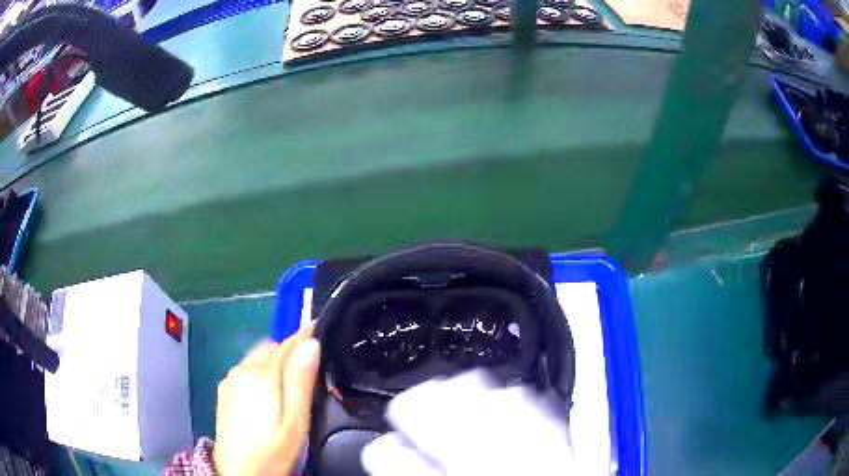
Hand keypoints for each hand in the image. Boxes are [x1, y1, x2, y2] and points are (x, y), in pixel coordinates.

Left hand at [213, 327, 320, 475]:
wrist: (238, 472)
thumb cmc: (272, 451)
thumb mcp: (295, 421)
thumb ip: (300, 381)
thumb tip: (311, 344)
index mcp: (261, 375)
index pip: (286, 344)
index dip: (305, 337)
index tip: (320, 331)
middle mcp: (241, 370)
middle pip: (270, 347)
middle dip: (290, 351)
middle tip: (309, 370)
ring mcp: (229, 380)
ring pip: (257, 357)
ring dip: (274, 361)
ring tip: (290, 384)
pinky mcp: (224, 391)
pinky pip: (246, 369)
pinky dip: (260, 371)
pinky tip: (267, 395)